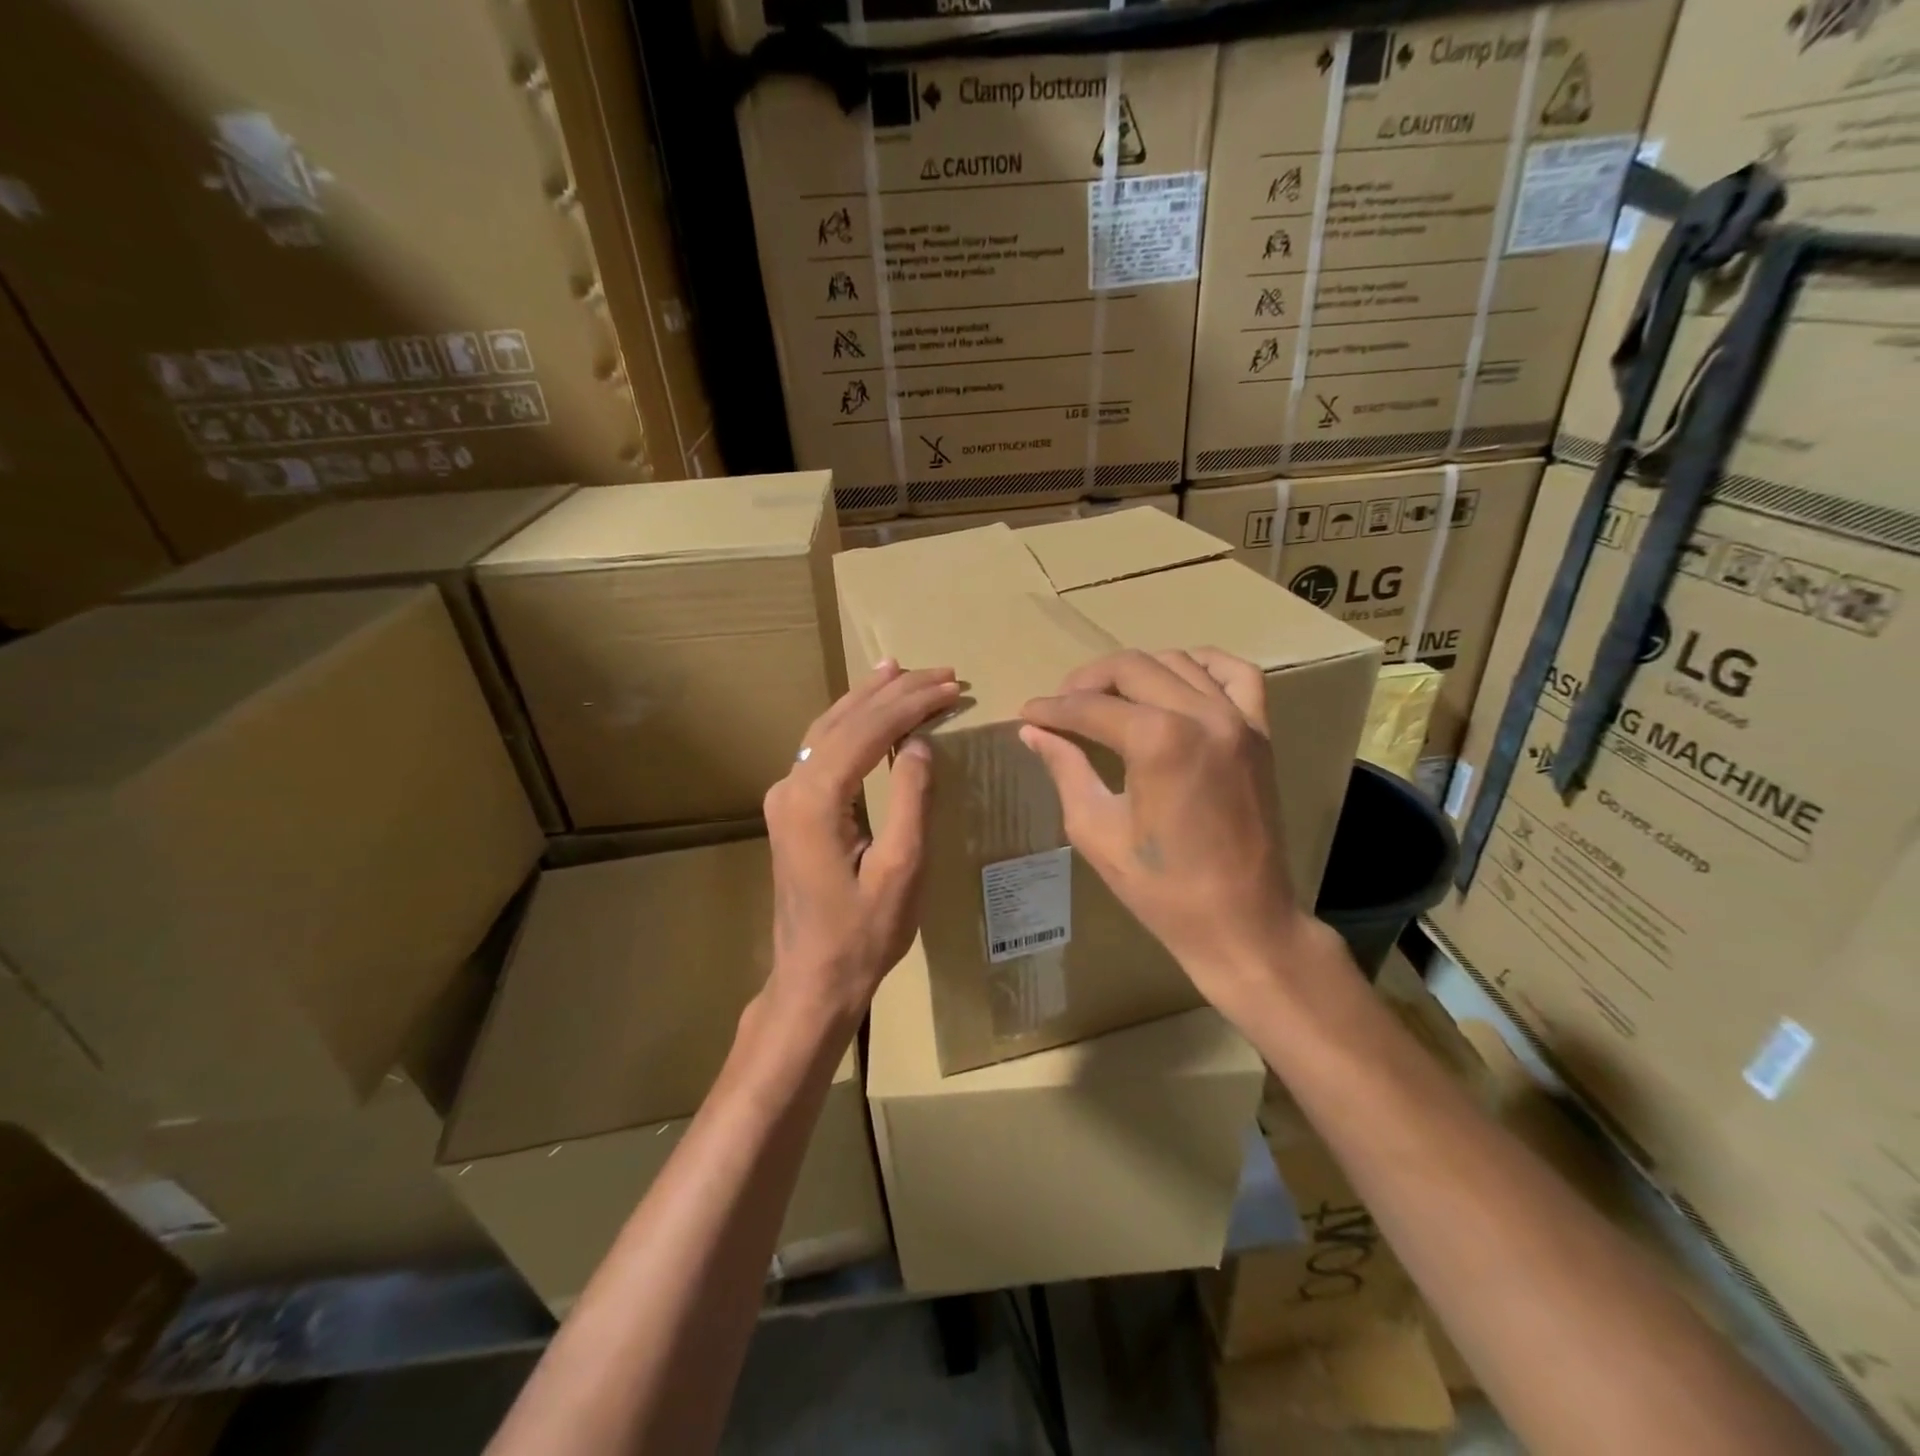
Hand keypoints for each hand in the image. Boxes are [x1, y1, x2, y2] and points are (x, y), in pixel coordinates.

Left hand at [762, 659, 958, 1028]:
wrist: (813, 978)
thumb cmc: (863, 934)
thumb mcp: (902, 869)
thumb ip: (912, 800)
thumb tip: (920, 742)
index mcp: (815, 799)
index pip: (868, 731)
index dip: (912, 704)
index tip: (952, 686)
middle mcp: (791, 785)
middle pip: (845, 720)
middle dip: (894, 692)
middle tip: (941, 673)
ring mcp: (784, 795)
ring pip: (827, 727)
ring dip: (869, 699)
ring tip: (903, 672)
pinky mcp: (790, 807)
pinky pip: (821, 748)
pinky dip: (850, 722)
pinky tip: (867, 709)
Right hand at [1020, 648, 1330, 1021]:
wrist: (1241, 922)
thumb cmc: (1162, 888)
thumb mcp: (1097, 831)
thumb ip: (1066, 769)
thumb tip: (1034, 732)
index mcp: (1157, 741)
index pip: (1090, 706)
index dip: (1051, 709)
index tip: (1027, 714)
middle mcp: (1201, 714)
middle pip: (1130, 668)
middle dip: (1085, 682)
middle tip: (1059, 706)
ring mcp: (1238, 719)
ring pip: (1176, 663)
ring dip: (1134, 672)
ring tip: (1106, 698)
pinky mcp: (1260, 732)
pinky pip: (1236, 674)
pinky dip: (1202, 665)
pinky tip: (1175, 679)